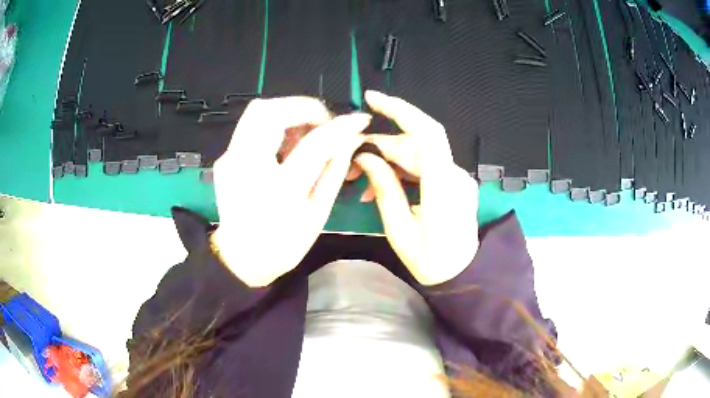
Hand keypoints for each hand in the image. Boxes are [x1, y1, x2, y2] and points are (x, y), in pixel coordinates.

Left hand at [211, 97, 370, 286]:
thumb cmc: (282, 244)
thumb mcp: (317, 214)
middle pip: (270, 111)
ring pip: (256, 111)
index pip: (314, 144)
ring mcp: (229, 159)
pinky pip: (250, 126)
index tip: (359, 119)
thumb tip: (351, 139)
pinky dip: (273, 124)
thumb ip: (334, 172)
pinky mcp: (224, 158)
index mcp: (278, 190)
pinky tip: (285, 144)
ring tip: (305, 133)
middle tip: (324, 122)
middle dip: (304, 107)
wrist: (241, 258)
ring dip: (287, 112)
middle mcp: (246, 167)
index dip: (341, 127)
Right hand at [354, 91, 478, 285]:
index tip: (372, 100)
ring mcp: (457, 177)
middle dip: (382, 146)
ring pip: (418, 154)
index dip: (401, 110)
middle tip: (353, 161)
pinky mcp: (454, 182)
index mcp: (443, 188)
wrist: (461, 274)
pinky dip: (403, 171)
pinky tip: (383, 185)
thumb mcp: (400, 231)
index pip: (427, 133)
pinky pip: (425, 166)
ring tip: (363, 180)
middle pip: (415, 144)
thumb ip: (385, 190)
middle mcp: (455, 175)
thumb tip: (366, 157)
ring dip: (389, 161)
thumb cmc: (430, 261)